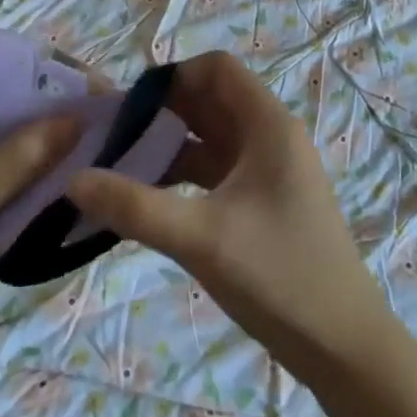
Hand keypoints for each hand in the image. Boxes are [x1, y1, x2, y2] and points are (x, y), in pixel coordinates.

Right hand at [67, 51, 394, 385]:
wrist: (343, 346)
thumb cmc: (279, 277)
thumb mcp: (201, 238)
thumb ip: (134, 206)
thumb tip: (72, 178)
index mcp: (269, 127)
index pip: (217, 69)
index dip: (173, 76)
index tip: (128, 106)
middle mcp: (271, 138)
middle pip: (210, 102)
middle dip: (161, 113)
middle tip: (110, 137)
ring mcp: (269, 171)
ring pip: (211, 139)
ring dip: (169, 146)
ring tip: (118, 167)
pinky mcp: (263, 202)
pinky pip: (216, 172)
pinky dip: (183, 176)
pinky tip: (148, 199)